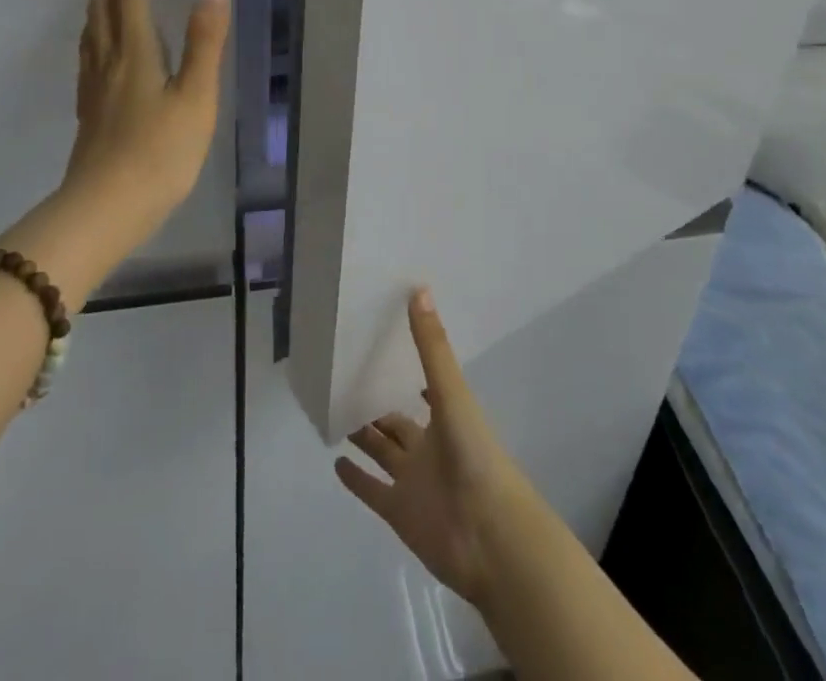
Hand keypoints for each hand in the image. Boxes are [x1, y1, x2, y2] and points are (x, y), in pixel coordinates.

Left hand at [60, 0, 229, 216]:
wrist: (105, 209)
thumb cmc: (161, 153)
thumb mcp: (196, 95)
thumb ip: (205, 37)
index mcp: (136, 52)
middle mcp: (109, 61)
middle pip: (104, 7)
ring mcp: (95, 88)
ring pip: (91, 30)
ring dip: (100, 0)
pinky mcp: (90, 111)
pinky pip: (89, 55)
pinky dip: (94, 32)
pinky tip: (100, 47)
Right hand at [335, 290, 535, 609]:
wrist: (491, 537)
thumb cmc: (476, 456)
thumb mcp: (453, 394)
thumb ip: (432, 346)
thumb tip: (418, 288)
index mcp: (446, 416)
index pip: (422, 386)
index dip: (407, 369)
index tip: (385, 346)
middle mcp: (428, 446)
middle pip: (396, 421)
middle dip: (377, 403)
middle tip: (346, 378)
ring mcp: (413, 481)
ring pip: (382, 452)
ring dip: (363, 435)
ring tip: (335, 411)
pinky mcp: (399, 512)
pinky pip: (372, 491)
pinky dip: (355, 479)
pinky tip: (334, 462)